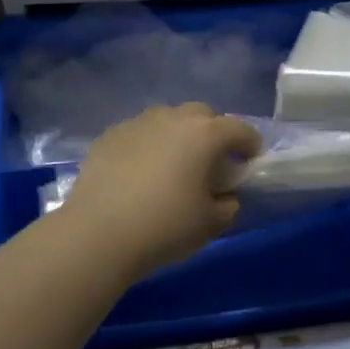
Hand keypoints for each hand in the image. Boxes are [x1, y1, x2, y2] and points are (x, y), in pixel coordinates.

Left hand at [64, 104, 262, 278]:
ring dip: (178, 135)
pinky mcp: (109, 136)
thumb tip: (225, 197)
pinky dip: (148, 145)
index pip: (240, 129)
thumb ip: (227, 205)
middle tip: (212, 160)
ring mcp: (137, 123)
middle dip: (213, 132)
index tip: (251, 161)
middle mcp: (173, 118)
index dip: (250, 144)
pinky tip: (141, 171)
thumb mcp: (210, 224)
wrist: (98, 234)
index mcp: (205, 134)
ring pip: (167, 119)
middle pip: (202, 114)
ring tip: (174, 164)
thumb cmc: (165, 227)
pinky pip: (139, 133)